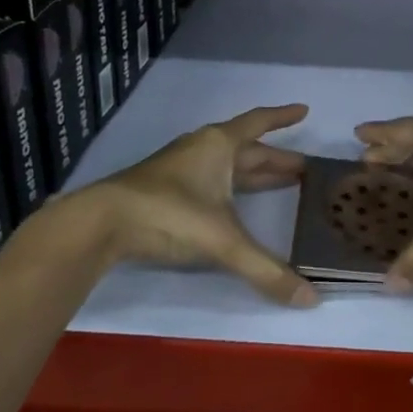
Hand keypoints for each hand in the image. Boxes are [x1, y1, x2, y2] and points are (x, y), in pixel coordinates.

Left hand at [90, 104, 318, 306]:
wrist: (101, 222)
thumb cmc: (169, 213)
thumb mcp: (222, 241)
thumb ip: (265, 270)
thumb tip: (311, 299)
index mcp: (220, 145)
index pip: (259, 123)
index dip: (283, 117)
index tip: (304, 111)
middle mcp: (202, 149)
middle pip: (247, 149)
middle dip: (276, 158)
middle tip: (303, 168)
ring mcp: (181, 168)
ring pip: (228, 165)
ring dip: (254, 173)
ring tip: (280, 183)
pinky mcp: (165, 189)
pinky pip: (211, 180)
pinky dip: (231, 188)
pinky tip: (234, 203)